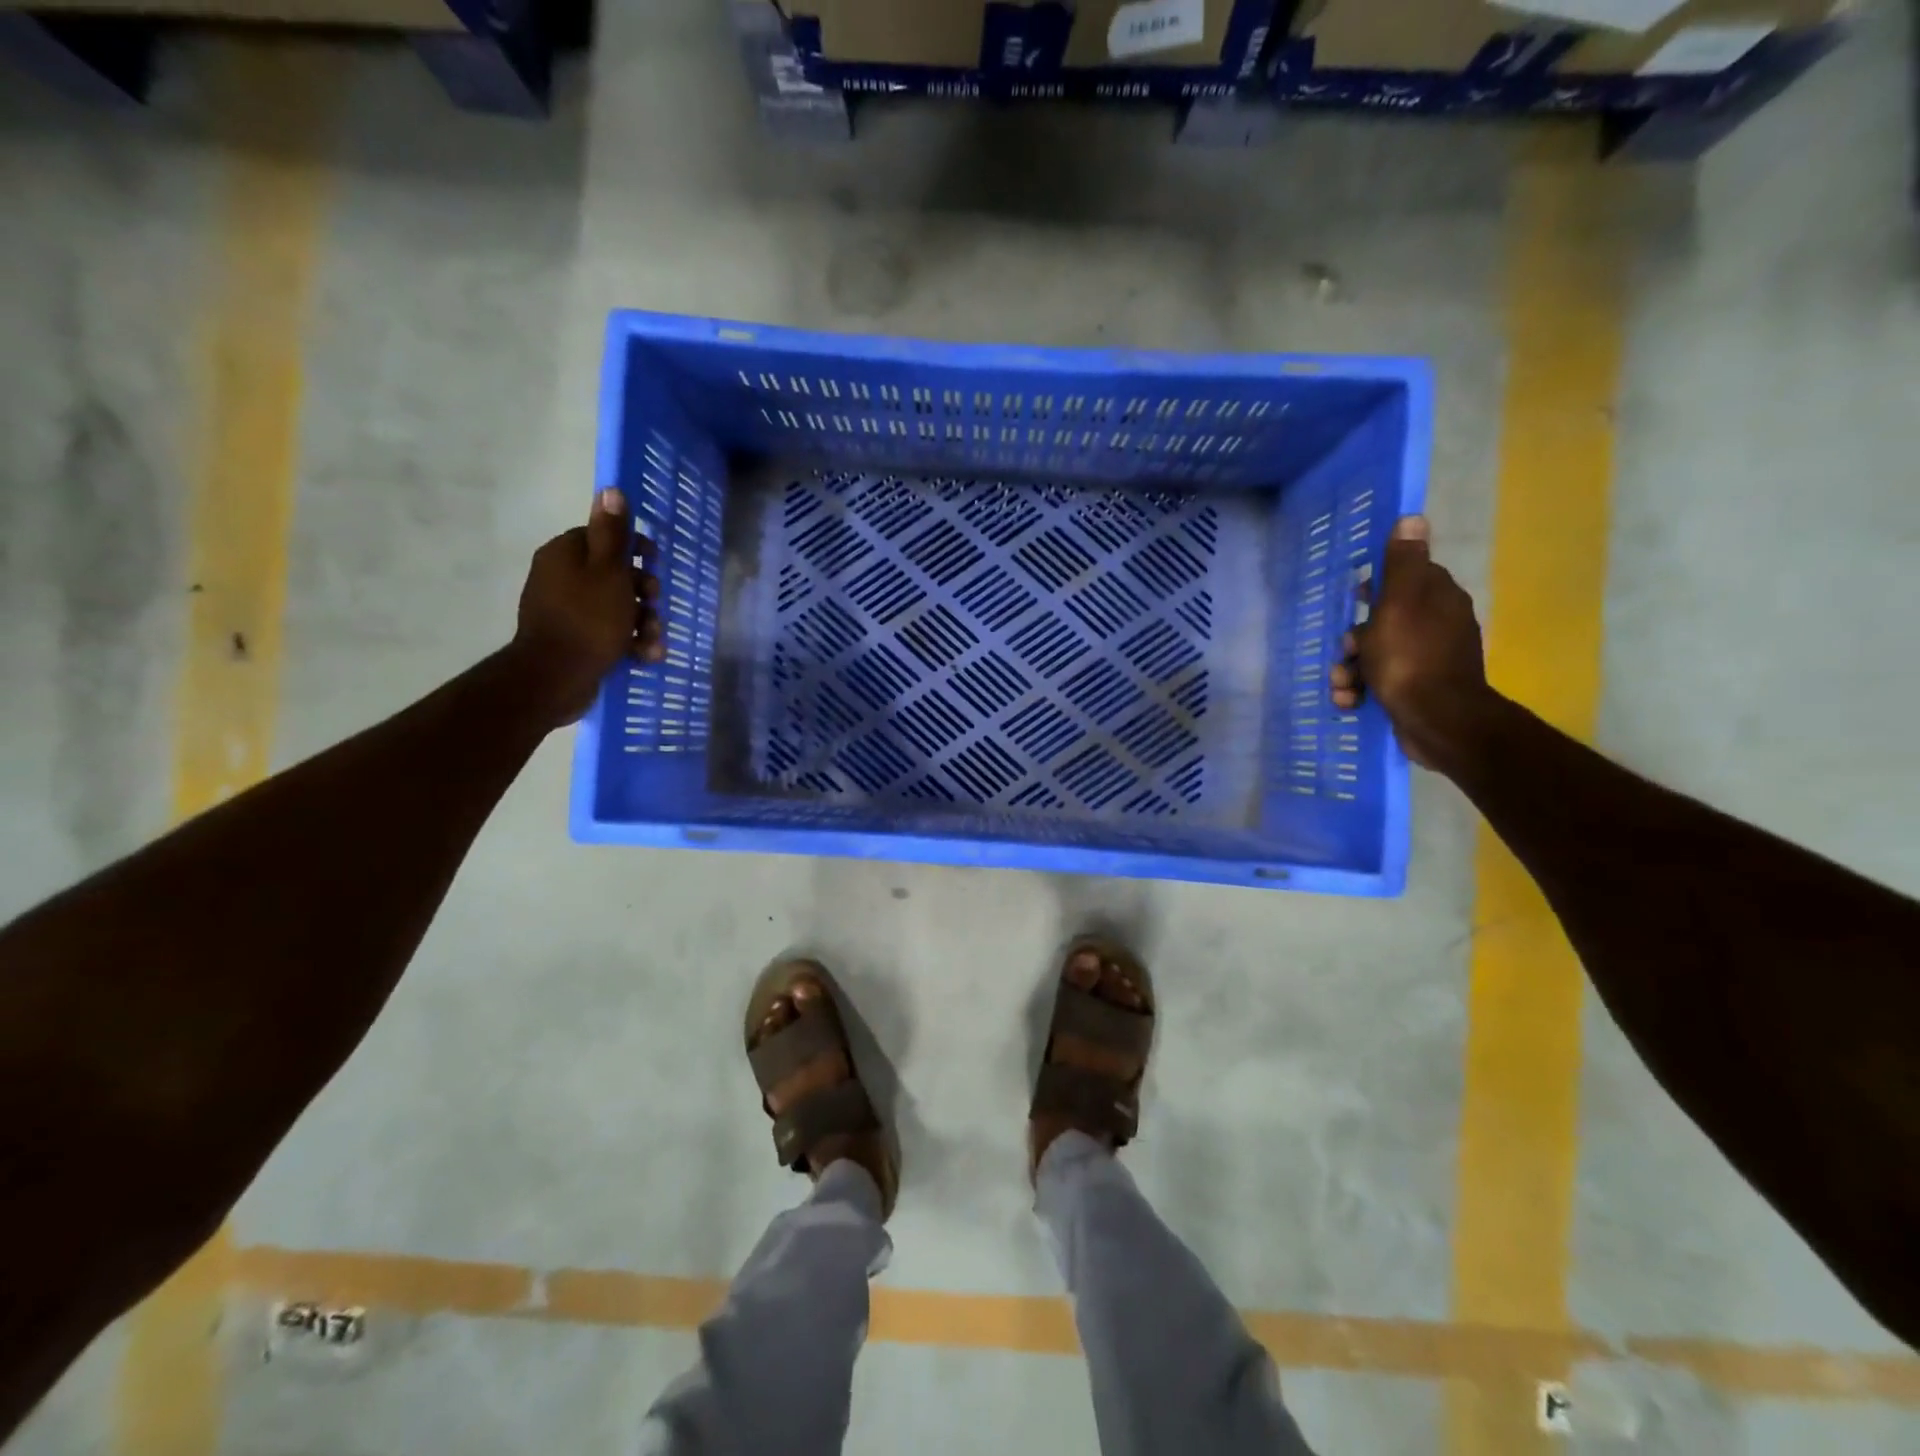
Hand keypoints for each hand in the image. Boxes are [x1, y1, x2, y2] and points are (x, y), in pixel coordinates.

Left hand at [511, 487, 662, 726]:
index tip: (654, 563)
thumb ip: (612, 533)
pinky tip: (645, 654)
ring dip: (643, 622)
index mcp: (566, 554)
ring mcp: (567, 610)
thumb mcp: (609, 571)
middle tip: (654, 604)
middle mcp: (562, 577)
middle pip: (614, 574)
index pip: (603, 538)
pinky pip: (609, 632)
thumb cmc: (588, 619)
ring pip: (616, 607)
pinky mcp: (575, 639)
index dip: (633, 549)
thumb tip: (610, 489)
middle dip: (643, 592)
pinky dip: (629, 642)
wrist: (556, 677)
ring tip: (653, 640)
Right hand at [1329, 515, 1496, 770]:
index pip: (1405, 578)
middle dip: (1354, 639)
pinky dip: (1361, 690)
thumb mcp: (1399, 603)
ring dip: (1350, 669)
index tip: (1355, 599)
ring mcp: (1428, 660)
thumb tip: (1413, 517)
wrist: (1437, 721)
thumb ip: (1402, 563)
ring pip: (1376, 654)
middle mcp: (1438, 625)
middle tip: (1345, 652)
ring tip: (1342, 686)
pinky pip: (1381, 681)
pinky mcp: (1418, 690)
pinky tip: (1351, 701)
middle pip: (1383, 620)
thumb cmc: (1411, 658)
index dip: (1375, 587)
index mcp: (1438, 598)